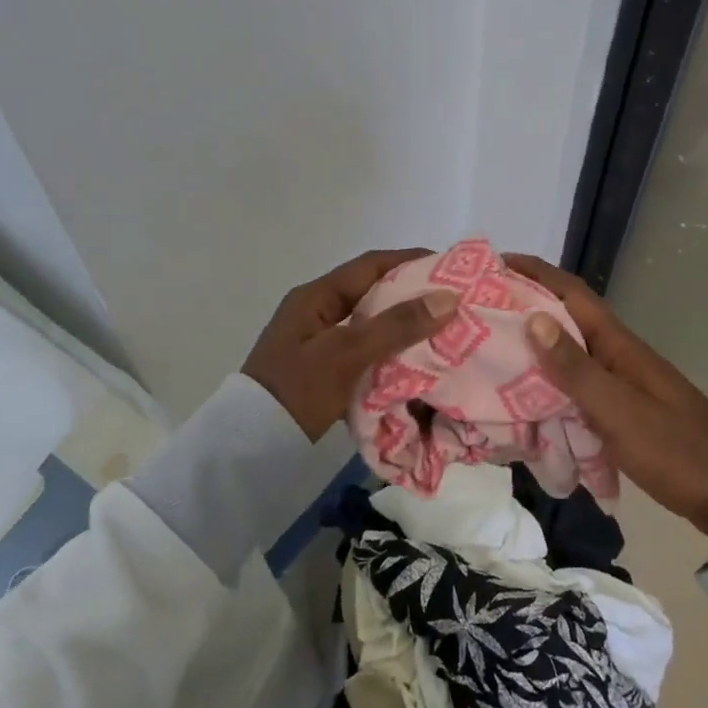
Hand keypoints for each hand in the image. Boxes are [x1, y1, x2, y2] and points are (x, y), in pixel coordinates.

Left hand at [243, 249, 459, 439]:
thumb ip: (396, 325)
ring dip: (403, 325)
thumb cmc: (298, 390)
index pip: (370, 265)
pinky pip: (365, 349)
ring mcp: (318, 341)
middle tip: (453, 303)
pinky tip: (416, 361)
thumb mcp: (348, 353)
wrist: (253, 446)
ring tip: (443, 331)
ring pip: (370, 323)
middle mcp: (316, 311)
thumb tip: (449, 297)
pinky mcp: (323, 369)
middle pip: (372, 292)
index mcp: (315, 296)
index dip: (410, 260)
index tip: (450, 267)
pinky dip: (390, 350)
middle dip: (412, 295)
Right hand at [507, 255, 707, 555]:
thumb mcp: (619, 410)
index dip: (537, 273)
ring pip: (571, 358)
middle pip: (568, 321)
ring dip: (535, 350)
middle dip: (527, 309)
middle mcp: (620, 357)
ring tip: (492, 355)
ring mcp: (625, 386)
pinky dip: (551, 388)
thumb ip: (574, 368)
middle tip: (479, 312)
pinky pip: (578, 390)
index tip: (495, 262)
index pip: (573, 294)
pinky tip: (528, 404)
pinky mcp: (626, 415)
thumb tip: (533, 317)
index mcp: (619, 346)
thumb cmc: (677, 450)